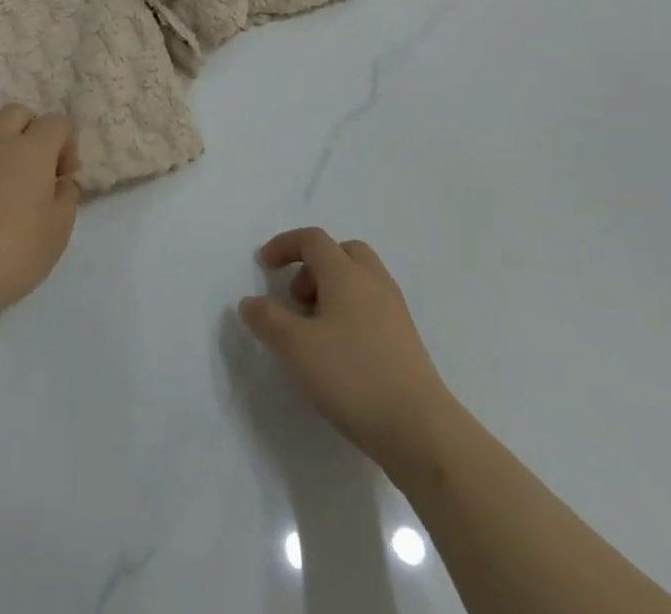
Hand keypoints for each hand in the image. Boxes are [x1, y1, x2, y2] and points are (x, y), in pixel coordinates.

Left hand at [0, 104, 80, 323]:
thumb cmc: (16, 253)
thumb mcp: (59, 230)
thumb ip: (67, 195)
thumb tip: (60, 180)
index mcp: (33, 149)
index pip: (57, 122)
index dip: (66, 143)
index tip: (64, 175)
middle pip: (17, 112)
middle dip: (30, 130)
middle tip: (33, 166)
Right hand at [239, 228, 453, 467]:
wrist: (421, 430)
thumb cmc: (353, 377)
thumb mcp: (297, 348)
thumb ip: (268, 320)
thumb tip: (249, 302)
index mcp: (346, 273)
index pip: (313, 240)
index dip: (285, 246)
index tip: (264, 266)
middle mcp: (373, 282)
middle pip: (342, 252)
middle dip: (314, 266)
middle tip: (296, 298)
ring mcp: (394, 310)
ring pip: (359, 280)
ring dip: (332, 290)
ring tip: (314, 329)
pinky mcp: (406, 340)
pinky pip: (372, 306)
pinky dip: (350, 312)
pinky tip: (340, 351)